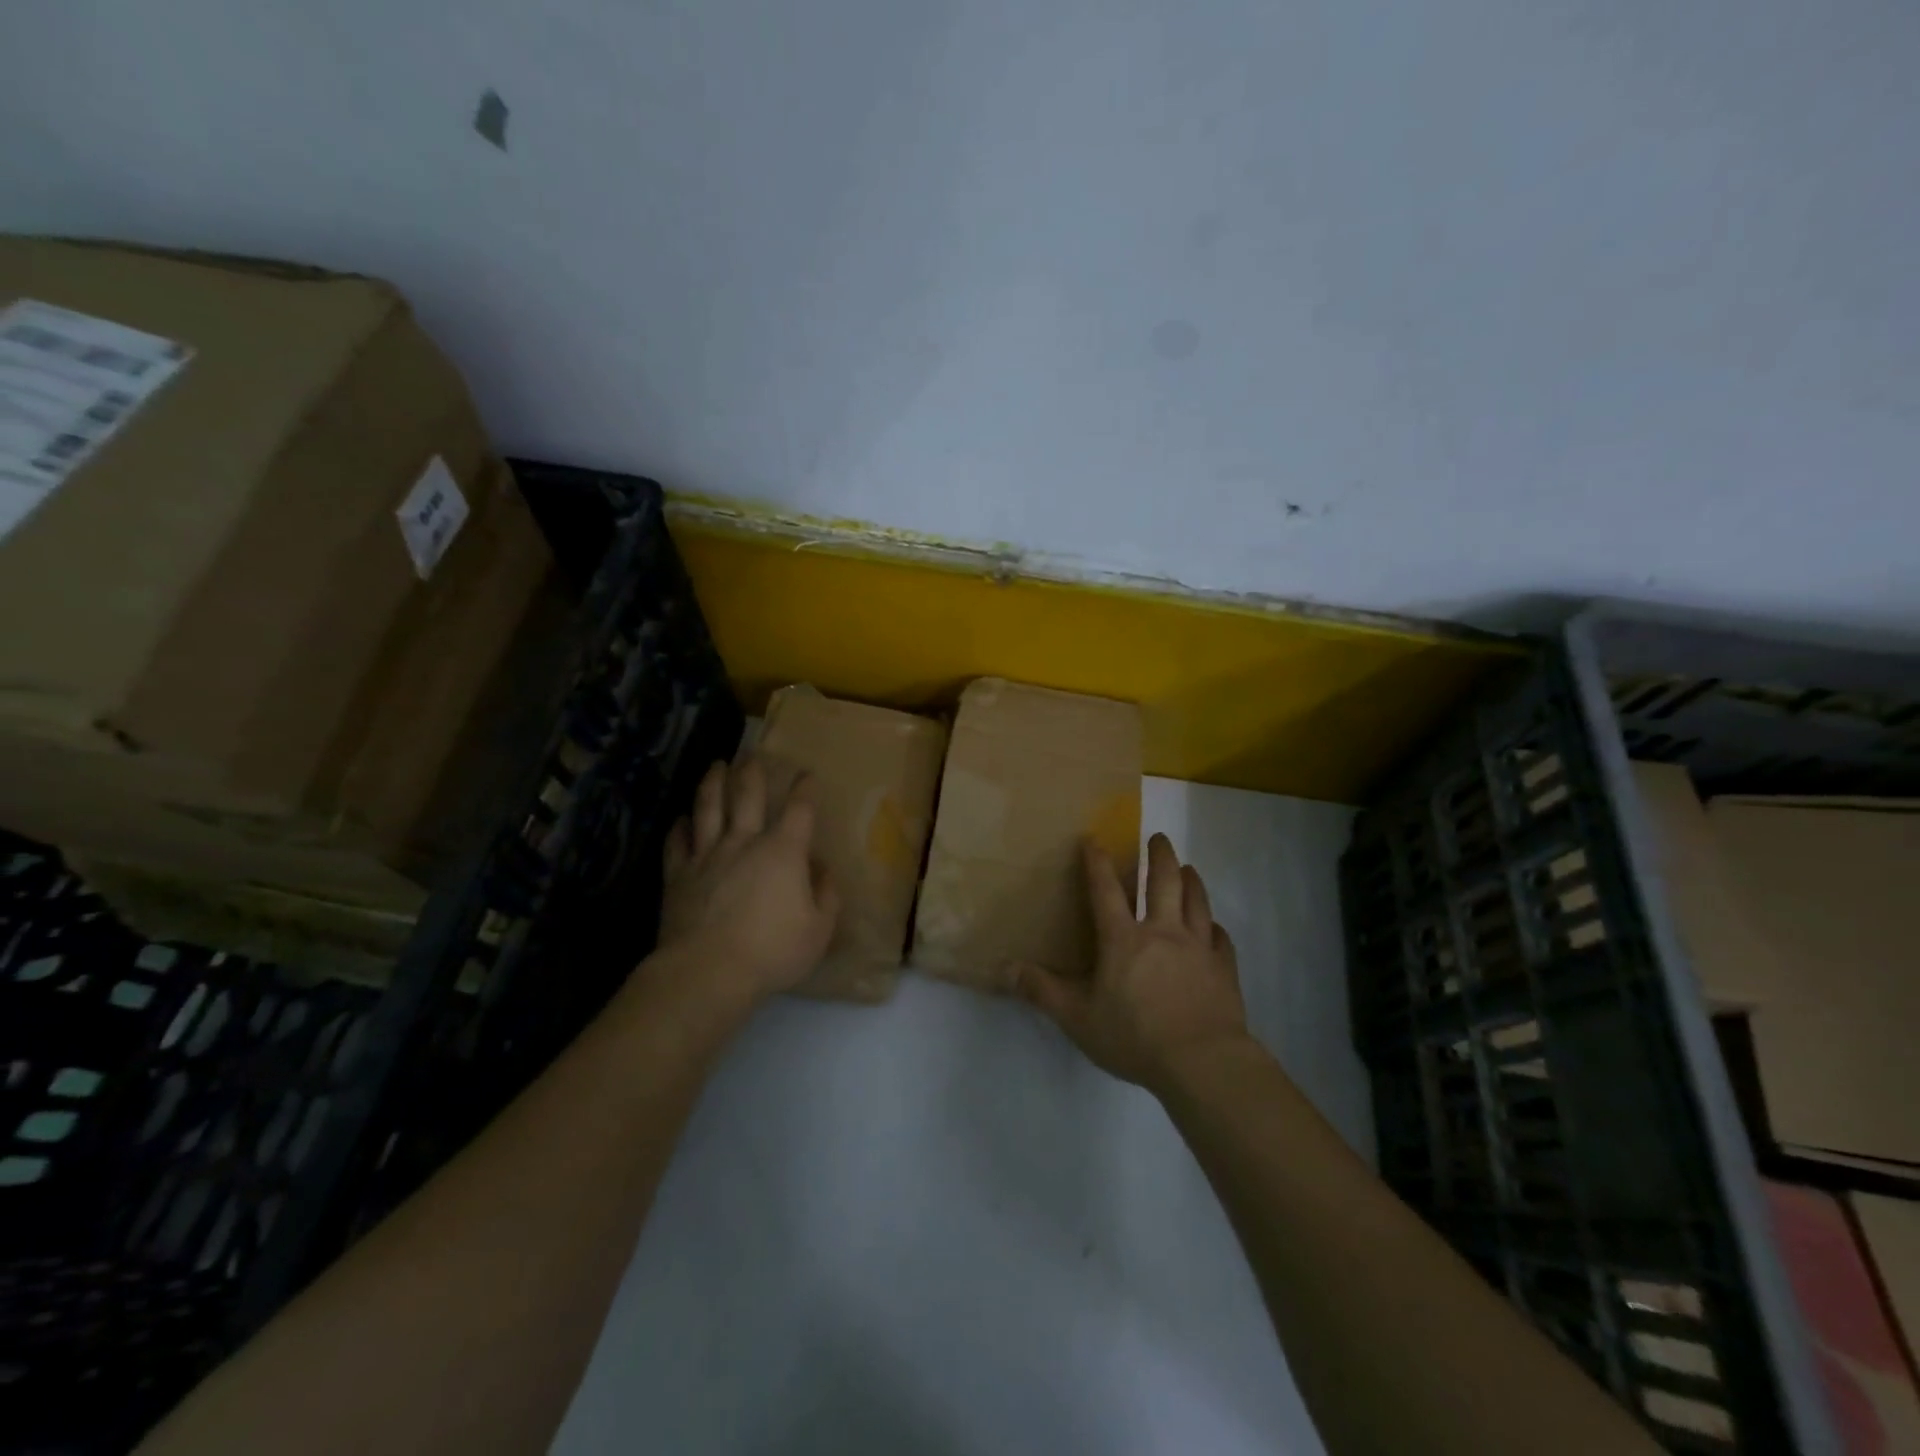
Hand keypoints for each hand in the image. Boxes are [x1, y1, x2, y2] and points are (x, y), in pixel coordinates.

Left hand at [655, 758, 839, 1007]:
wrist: (707, 971)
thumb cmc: (772, 951)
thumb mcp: (819, 929)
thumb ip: (827, 895)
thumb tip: (822, 869)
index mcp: (783, 851)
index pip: (799, 809)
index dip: (804, 789)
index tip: (806, 774)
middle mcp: (744, 842)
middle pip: (747, 795)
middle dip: (752, 771)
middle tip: (752, 753)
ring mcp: (707, 855)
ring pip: (708, 808)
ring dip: (712, 783)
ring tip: (716, 766)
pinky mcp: (678, 874)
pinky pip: (676, 842)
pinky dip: (679, 827)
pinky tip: (681, 818)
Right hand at [1014, 832, 1249, 1094]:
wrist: (1201, 1061)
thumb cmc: (1135, 1036)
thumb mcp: (1077, 1017)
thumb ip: (1042, 990)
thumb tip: (1005, 968)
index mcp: (1123, 939)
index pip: (1105, 890)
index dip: (1097, 863)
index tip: (1094, 839)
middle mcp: (1162, 932)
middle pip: (1163, 881)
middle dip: (1159, 855)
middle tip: (1158, 837)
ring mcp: (1197, 947)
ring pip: (1197, 901)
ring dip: (1191, 880)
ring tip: (1188, 868)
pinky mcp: (1223, 968)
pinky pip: (1221, 939)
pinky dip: (1216, 928)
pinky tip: (1215, 927)